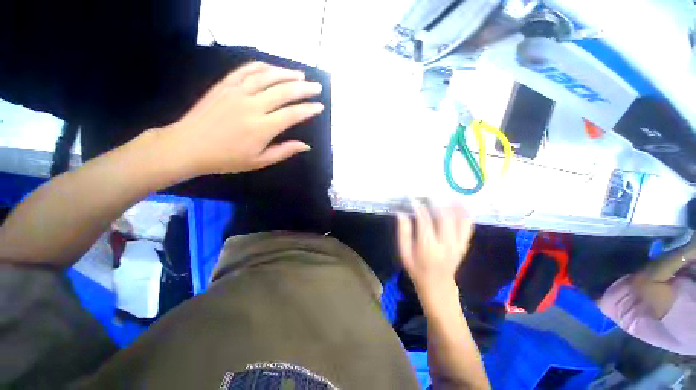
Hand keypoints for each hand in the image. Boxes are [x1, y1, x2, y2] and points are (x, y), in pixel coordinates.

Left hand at [164, 62, 323, 175]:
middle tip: (316, 87)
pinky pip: (245, 70)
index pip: (292, 114)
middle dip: (303, 88)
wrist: (188, 146)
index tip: (319, 106)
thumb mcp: (259, 161)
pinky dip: (261, 66)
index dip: (308, 109)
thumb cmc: (226, 159)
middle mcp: (252, 106)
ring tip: (300, 74)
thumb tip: (306, 146)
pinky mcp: (224, 85)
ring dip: (286, 73)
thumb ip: (284, 151)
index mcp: (262, 128)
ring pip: (266, 77)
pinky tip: (272, 68)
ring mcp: (236, 92)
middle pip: (283, 92)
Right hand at [397, 201, 474, 293]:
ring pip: (458, 220)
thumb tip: (401, 213)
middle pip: (444, 217)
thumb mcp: (404, 253)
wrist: (438, 286)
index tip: (413, 198)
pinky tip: (461, 203)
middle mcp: (445, 244)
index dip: (418, 207)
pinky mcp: (464, 244)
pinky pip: (468, 226)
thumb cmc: (417, 269)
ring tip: (446, 192)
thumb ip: (403, 232)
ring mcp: (458, 244)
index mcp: (427, 247)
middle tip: (429, 192)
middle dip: (436, 202)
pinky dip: (466, 213)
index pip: (424, 221)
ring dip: (453, 204)